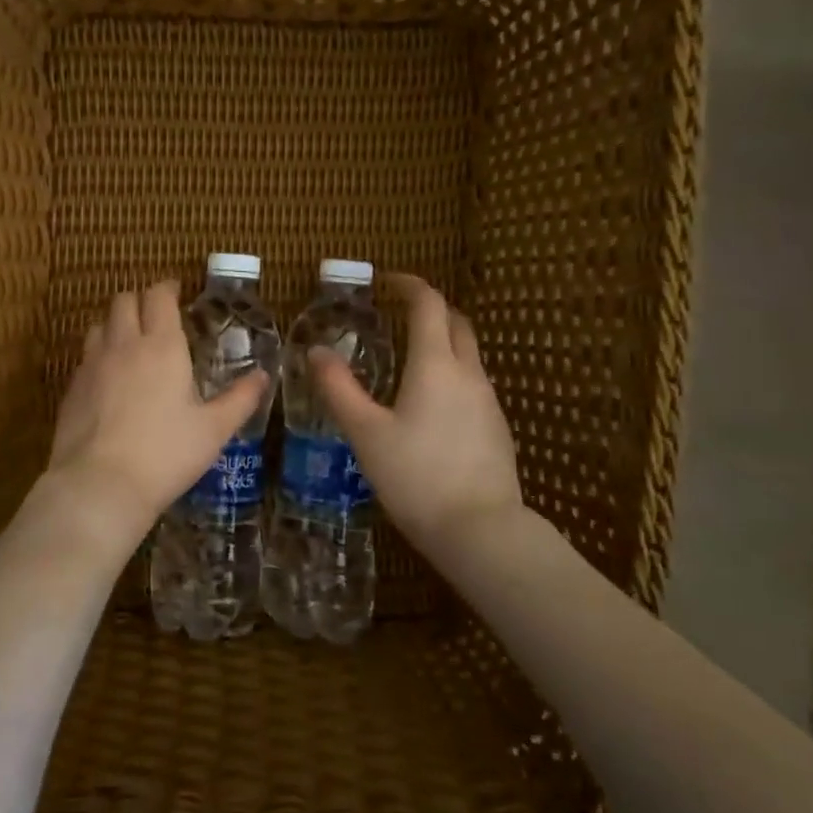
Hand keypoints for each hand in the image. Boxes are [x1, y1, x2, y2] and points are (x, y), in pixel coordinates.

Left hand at [45, 280, 270, 541]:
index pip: (159, 296)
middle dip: (140, 300)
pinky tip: (110, 379)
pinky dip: (99, 354)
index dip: (167, 288)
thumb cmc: (166, 454)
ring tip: (131, 343)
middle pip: (124, 301)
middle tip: (156, 316)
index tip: (177, 292)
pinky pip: (85, 356)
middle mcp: (123, 345)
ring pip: (100, 325)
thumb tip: (263, 375)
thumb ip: (240, 399)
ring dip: (116, 324)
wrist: (100, 485)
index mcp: (161, 346)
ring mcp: (92, 365)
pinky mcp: (72, 388)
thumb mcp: (214, 430)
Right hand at [312, 273, 528, 556]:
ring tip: (410, 358)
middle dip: (430, 309)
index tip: (388, 281)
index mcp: (436, 365)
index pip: (429, 305)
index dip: (409, 285)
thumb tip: (316, 352)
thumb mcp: (366, 433)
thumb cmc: (416, 477)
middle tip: (399, 313)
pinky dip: (452, 375)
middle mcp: (469, 374)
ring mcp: (488, 402)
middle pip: (457, 323)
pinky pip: (473, 385)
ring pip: (468, 355)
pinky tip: (431, 405)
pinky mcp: (496, 429)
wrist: (481, 531)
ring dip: (443, 342)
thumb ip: (339, 390)